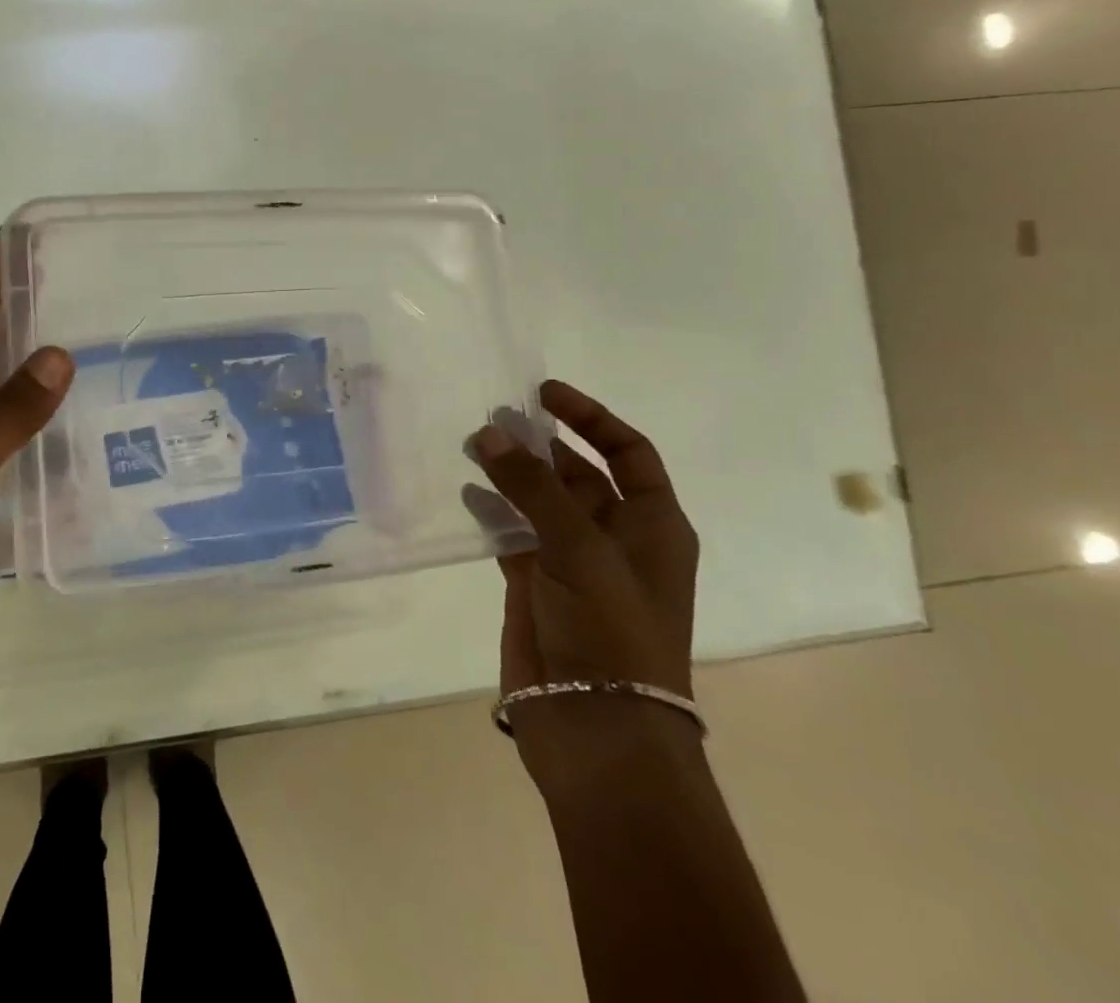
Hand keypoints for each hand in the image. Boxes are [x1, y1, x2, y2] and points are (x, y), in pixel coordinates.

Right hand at [468, 380, 698, 773]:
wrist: (597, 726)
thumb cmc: (610, 629)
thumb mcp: (579, 547)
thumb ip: (532, 486)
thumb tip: (488, 432)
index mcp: (652, 525)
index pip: (628, 452)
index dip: (590, 418)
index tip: (543, 393)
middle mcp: (615, 538)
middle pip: (578, 473)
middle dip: (540, 443)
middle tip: (492, 417)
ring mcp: (573, 563)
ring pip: (540, 501)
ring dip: (511, 472)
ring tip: (472, 445)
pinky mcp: (535, 585)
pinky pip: (512, 533)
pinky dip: (492, 510)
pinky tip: (467, 492)